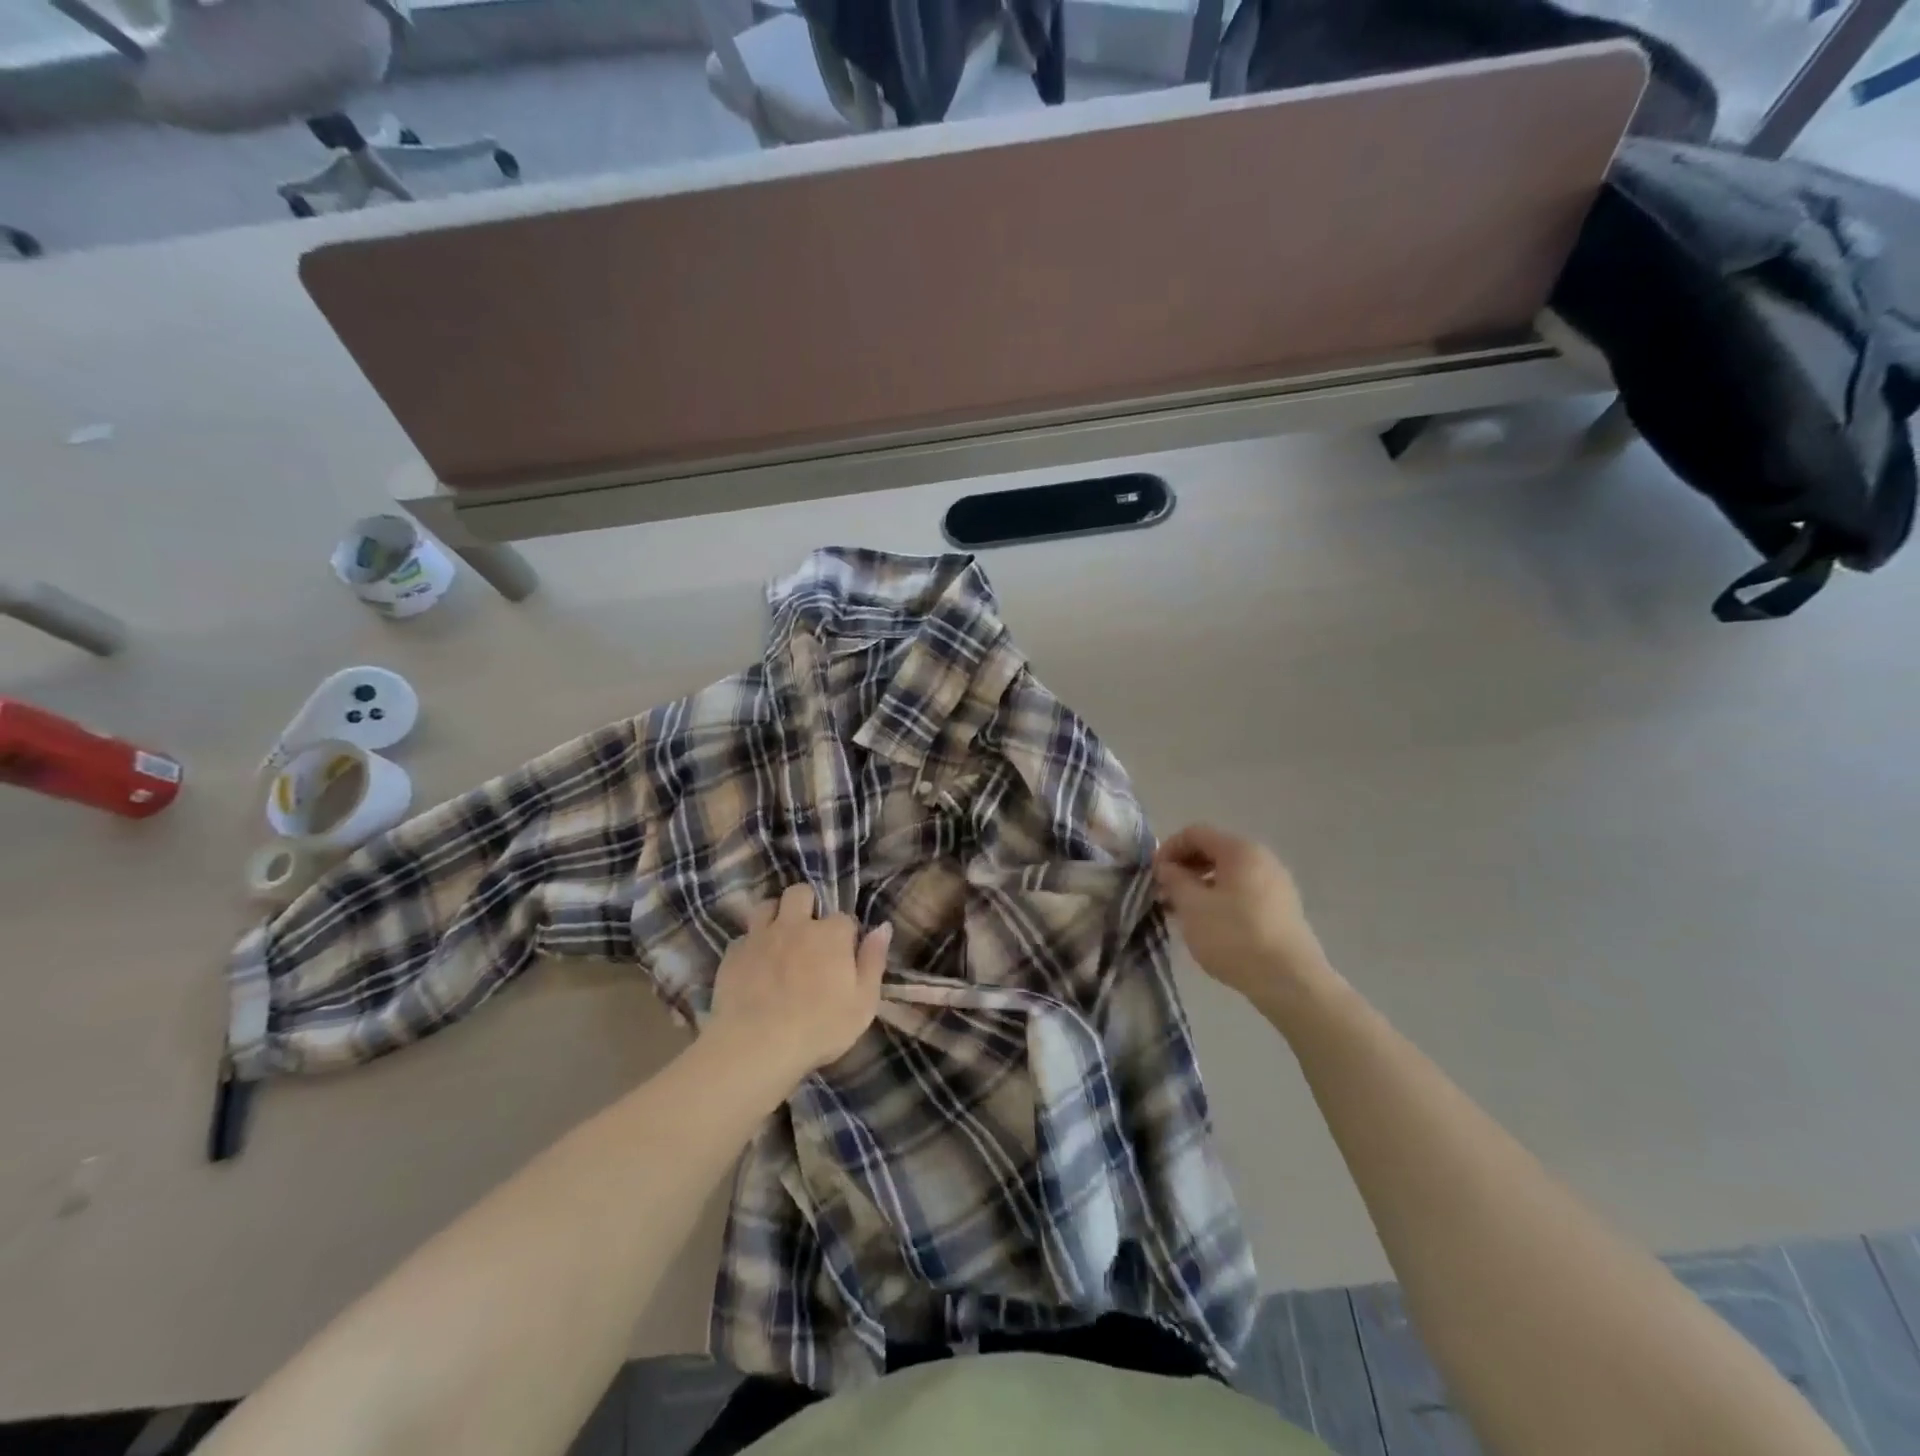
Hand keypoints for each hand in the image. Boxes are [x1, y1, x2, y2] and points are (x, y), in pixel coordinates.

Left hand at [707, 883, 890, 1082]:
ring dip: (775, 915)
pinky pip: (743, 936)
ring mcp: (761, 936)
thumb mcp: (863, 1002)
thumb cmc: (819, 1028)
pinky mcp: (733, 953)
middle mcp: (796, 924)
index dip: (845, 935)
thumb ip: (873, 961)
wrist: (756, 1046)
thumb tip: (883, 927)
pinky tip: (754, 963)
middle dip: (807, 904)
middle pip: (800, 893)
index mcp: (831, 934)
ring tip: (779, 937)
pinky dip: (751, 944)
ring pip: (767, 905)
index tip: (844, 954)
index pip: (844, 918)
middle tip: (808, 932)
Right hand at [1155, 825, 1333, 1006]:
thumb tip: (1167, 867)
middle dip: (1184, 868)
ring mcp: (1276, 884)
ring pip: (1228, 873)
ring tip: (1184, 911)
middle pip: (1214, 850)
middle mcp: (1262, 858)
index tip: (1154, 876)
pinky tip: (1210, 924)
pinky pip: (1243, 891)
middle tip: (1165, 893)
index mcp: (1240, 850)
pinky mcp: (1282, 908)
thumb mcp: (1192, 906)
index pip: (1195, 833)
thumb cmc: (1234, 936)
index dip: (1168, 849)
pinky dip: (1221, 898)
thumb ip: (1174, 879)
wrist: (1290, 981)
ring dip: (1201, 885)